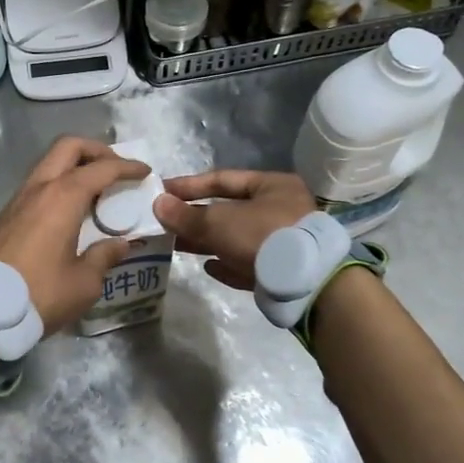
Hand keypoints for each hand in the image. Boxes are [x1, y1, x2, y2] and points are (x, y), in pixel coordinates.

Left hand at [0, 137, 151, 335]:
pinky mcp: (6, 214)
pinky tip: (69, 208)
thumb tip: (119, 244)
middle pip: (68, 147)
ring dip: (74, 166)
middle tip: (115, 169)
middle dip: (96, 151)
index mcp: (62, 198)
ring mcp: (18, 198)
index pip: (101, 169)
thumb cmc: (40, 294)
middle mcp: (39, 188)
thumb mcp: (84, 283)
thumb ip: (104, 257)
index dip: (126, 167)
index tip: (144, 171)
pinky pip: (37, 183)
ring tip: (95, 189)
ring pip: (48, 163)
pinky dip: (58, 183)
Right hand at [153, 169, 316, 289]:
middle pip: (229, 211)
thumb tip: (157, 204)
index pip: (223, 179)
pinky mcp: (284, 271)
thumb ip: (186, 215)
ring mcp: (285, 242)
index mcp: (273, 186)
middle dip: (196, 218)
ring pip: (237, 238)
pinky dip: (228, 265)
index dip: (190, 186)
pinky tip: (209, 268)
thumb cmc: (262, 236)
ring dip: (207, 242)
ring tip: (177, 246)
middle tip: (165, 223)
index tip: (162, 192)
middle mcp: (282, 209)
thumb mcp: (218, 222)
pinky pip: (249, 264)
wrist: (306, 282)